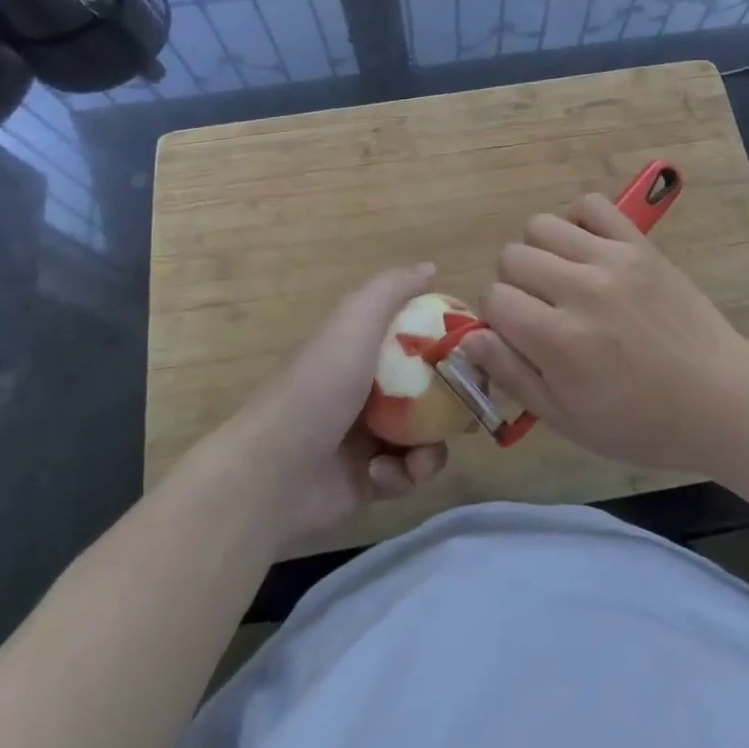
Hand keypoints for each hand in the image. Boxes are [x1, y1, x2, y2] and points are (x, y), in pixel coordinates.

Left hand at [226, 265, 448, 545]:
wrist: (271, 473)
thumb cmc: (319, 387)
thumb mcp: (355, 321)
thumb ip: (392, 290)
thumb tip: (430, 268)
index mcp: (366, 347)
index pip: (421, 337)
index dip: (451, 343)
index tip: (477, 352)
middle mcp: (371, 386)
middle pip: (433, 388)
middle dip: (455, 400)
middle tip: (470, 410)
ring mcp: (371, 435)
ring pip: (427, 434)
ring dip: (430, 448)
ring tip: (417, 459)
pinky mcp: (371, 479)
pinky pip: (408, 473)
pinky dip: (403, 475)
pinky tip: (381, 475)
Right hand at [457, 194, 748, 473]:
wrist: (720, 399)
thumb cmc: (641, 423)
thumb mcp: (568, 420)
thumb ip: (512, 375)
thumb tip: (469, 336)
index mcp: (559, 340)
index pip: (494, 298)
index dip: (499, 318)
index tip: (521, 335)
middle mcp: (580, 290)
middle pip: (512, 256)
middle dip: (515, 284)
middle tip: (543, 309)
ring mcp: (612, 260)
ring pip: (541, 225)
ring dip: (541, 252)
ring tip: (563, 278)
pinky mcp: (639, 244)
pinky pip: (591, 205)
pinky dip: (579, 222)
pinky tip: (588, 251)